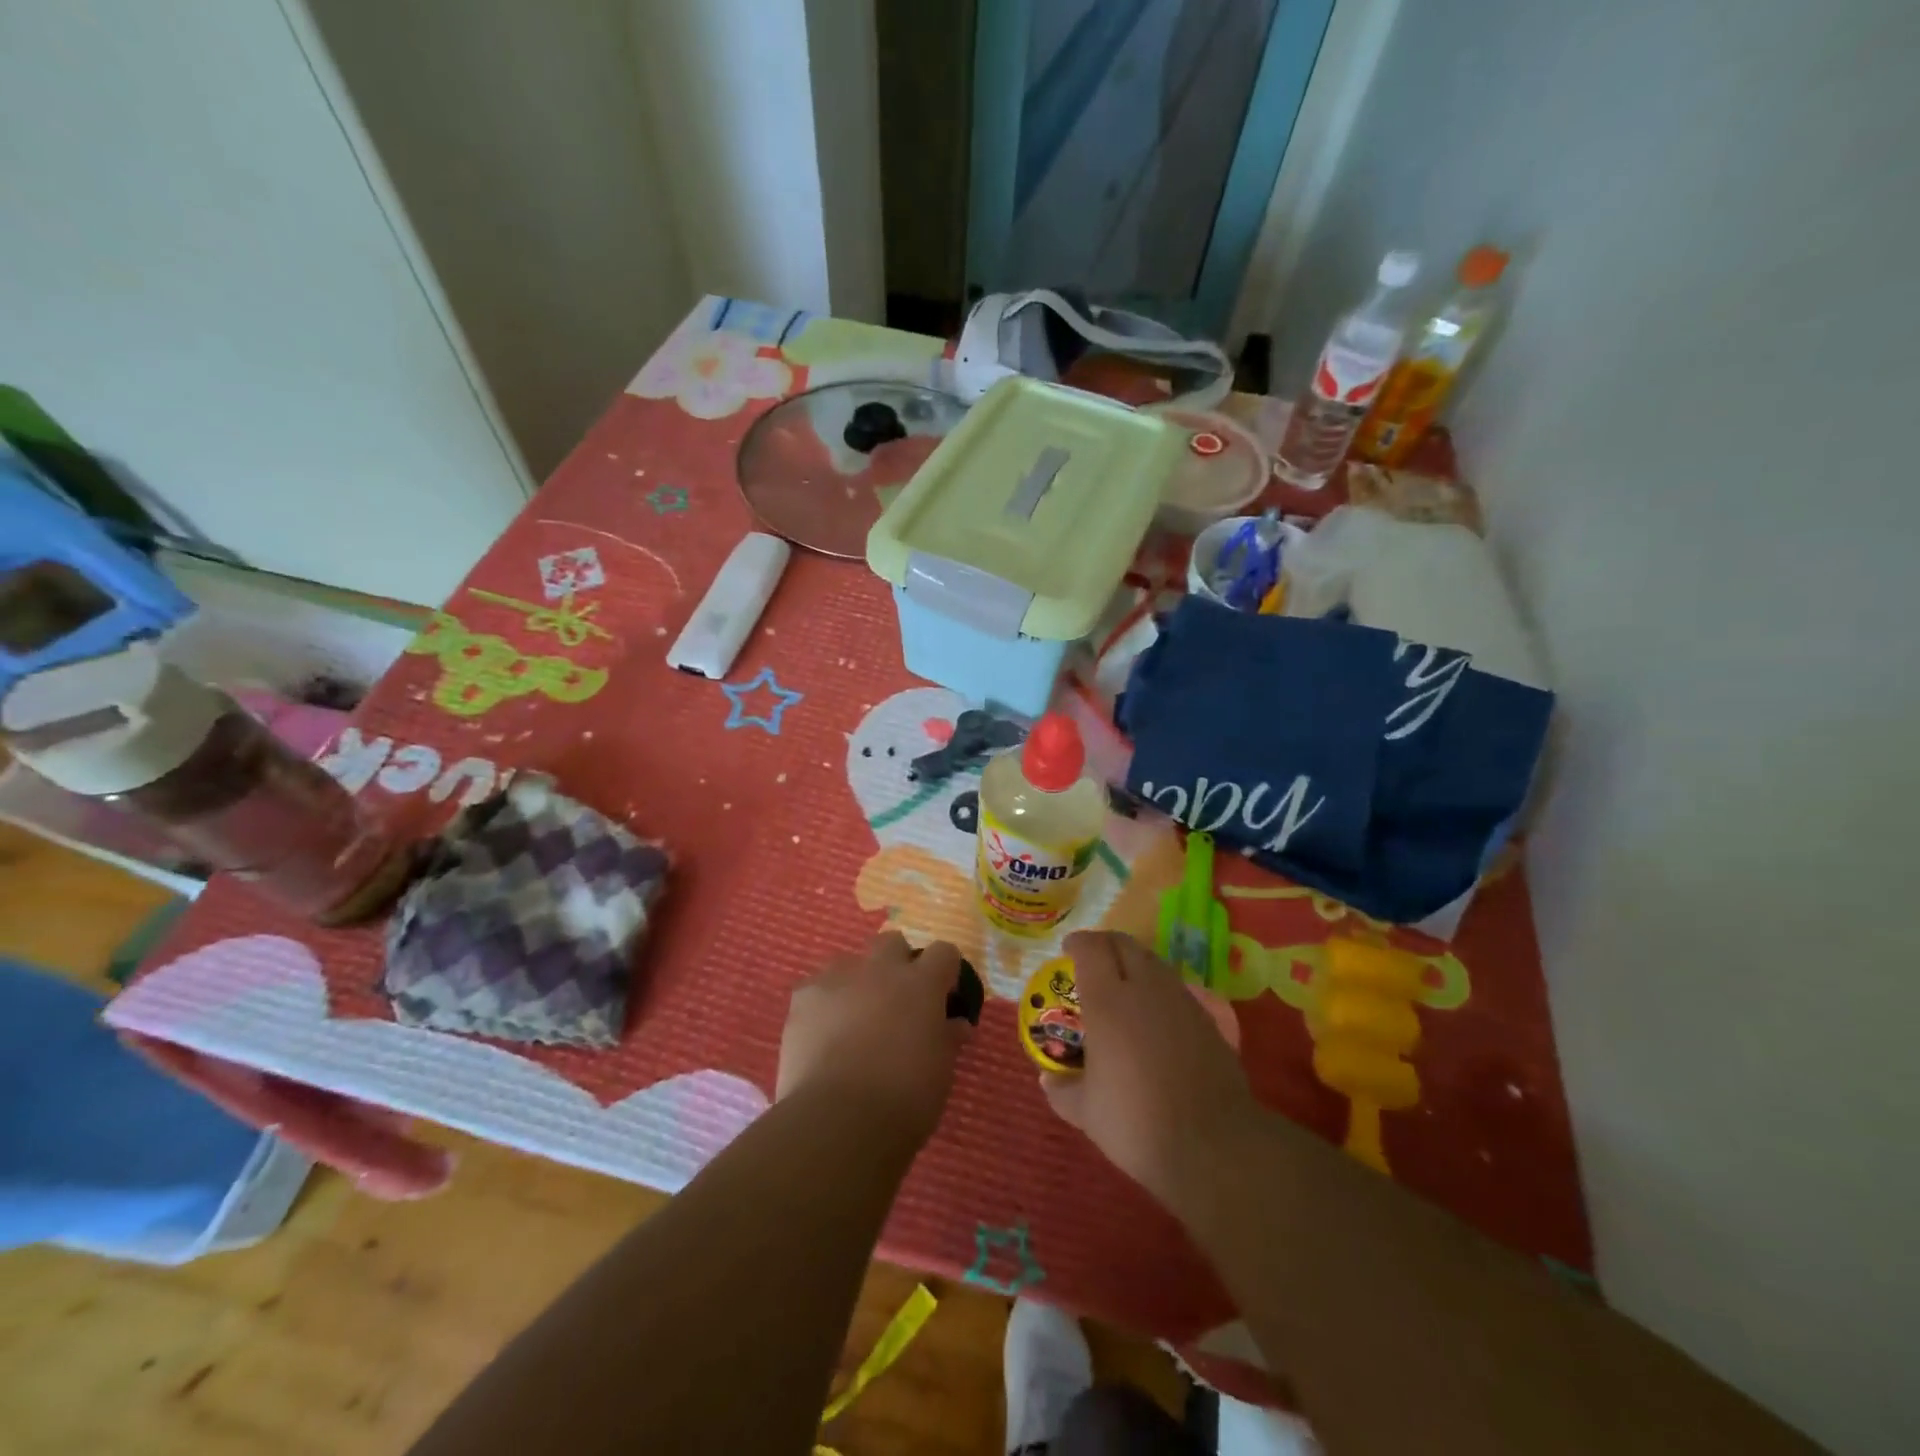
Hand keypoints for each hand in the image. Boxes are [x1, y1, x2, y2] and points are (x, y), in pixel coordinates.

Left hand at [776, 933, 971, 1149]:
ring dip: (857, 980)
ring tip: (855, 1016)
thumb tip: (956, 1024)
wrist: (839, 1119)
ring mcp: (838, 978)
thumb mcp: (941, 1071)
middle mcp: (881, 968)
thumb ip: (947, 1038)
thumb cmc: (904, 1098)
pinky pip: (816, 986)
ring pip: (850, 960)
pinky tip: (822, 1032)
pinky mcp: (803, 996)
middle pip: (892, 942)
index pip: (943, 952)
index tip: (943, 996)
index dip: (945, 971)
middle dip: (897, 963)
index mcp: (922, 983)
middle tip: (897, 1001)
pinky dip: (823, 1002)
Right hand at [1041, 931, 1263, 1225]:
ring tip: (1124, 984)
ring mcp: (1182, 1000)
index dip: (1078, 943)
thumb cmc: (1137, 1122)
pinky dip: (1161, 988)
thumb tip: (1048, 1079)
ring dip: (1135, 963)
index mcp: (1108, 1000)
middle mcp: (1145, 988)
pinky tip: (1157, 1014)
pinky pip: (1178, 987)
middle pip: (1125, 944)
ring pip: (1155, 962)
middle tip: (1093, 961)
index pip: (1091, 948)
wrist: (1213, 1145)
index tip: (1067, 949)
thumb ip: (1063, 1090)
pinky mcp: (1209, 1019)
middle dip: (1105, 945)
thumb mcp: (1086, 1113)